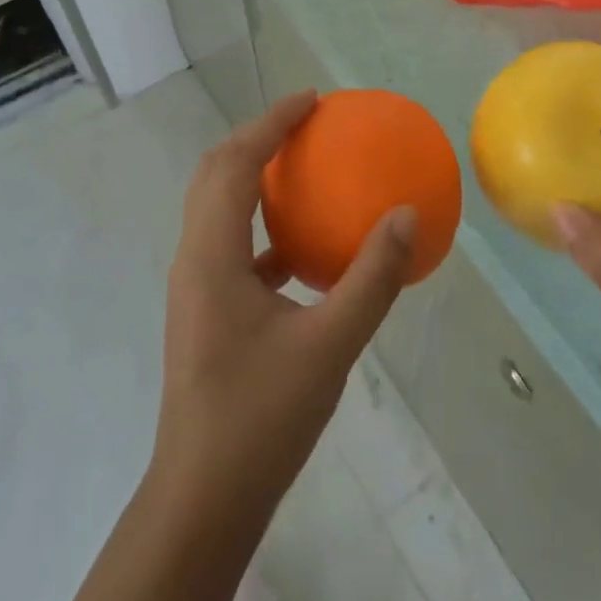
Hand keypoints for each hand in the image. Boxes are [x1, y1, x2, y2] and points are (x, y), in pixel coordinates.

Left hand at [153, 92, 414, 511]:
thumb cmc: (262, 418)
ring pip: (218, 207)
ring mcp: (195, 286)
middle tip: (305, 124)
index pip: (236, 163)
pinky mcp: (205, 310)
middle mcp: (194, 259)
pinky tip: (300, 248)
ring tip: (301, 169)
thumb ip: (372, 278)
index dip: (271, 123)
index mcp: (212, 255)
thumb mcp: (331, 344)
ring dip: (253, 176)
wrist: (203, 499)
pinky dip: (262, 225)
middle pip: (215, 173)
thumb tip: (406, 215)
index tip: (311, 101)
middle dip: (257, 138)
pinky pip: (231, 244)